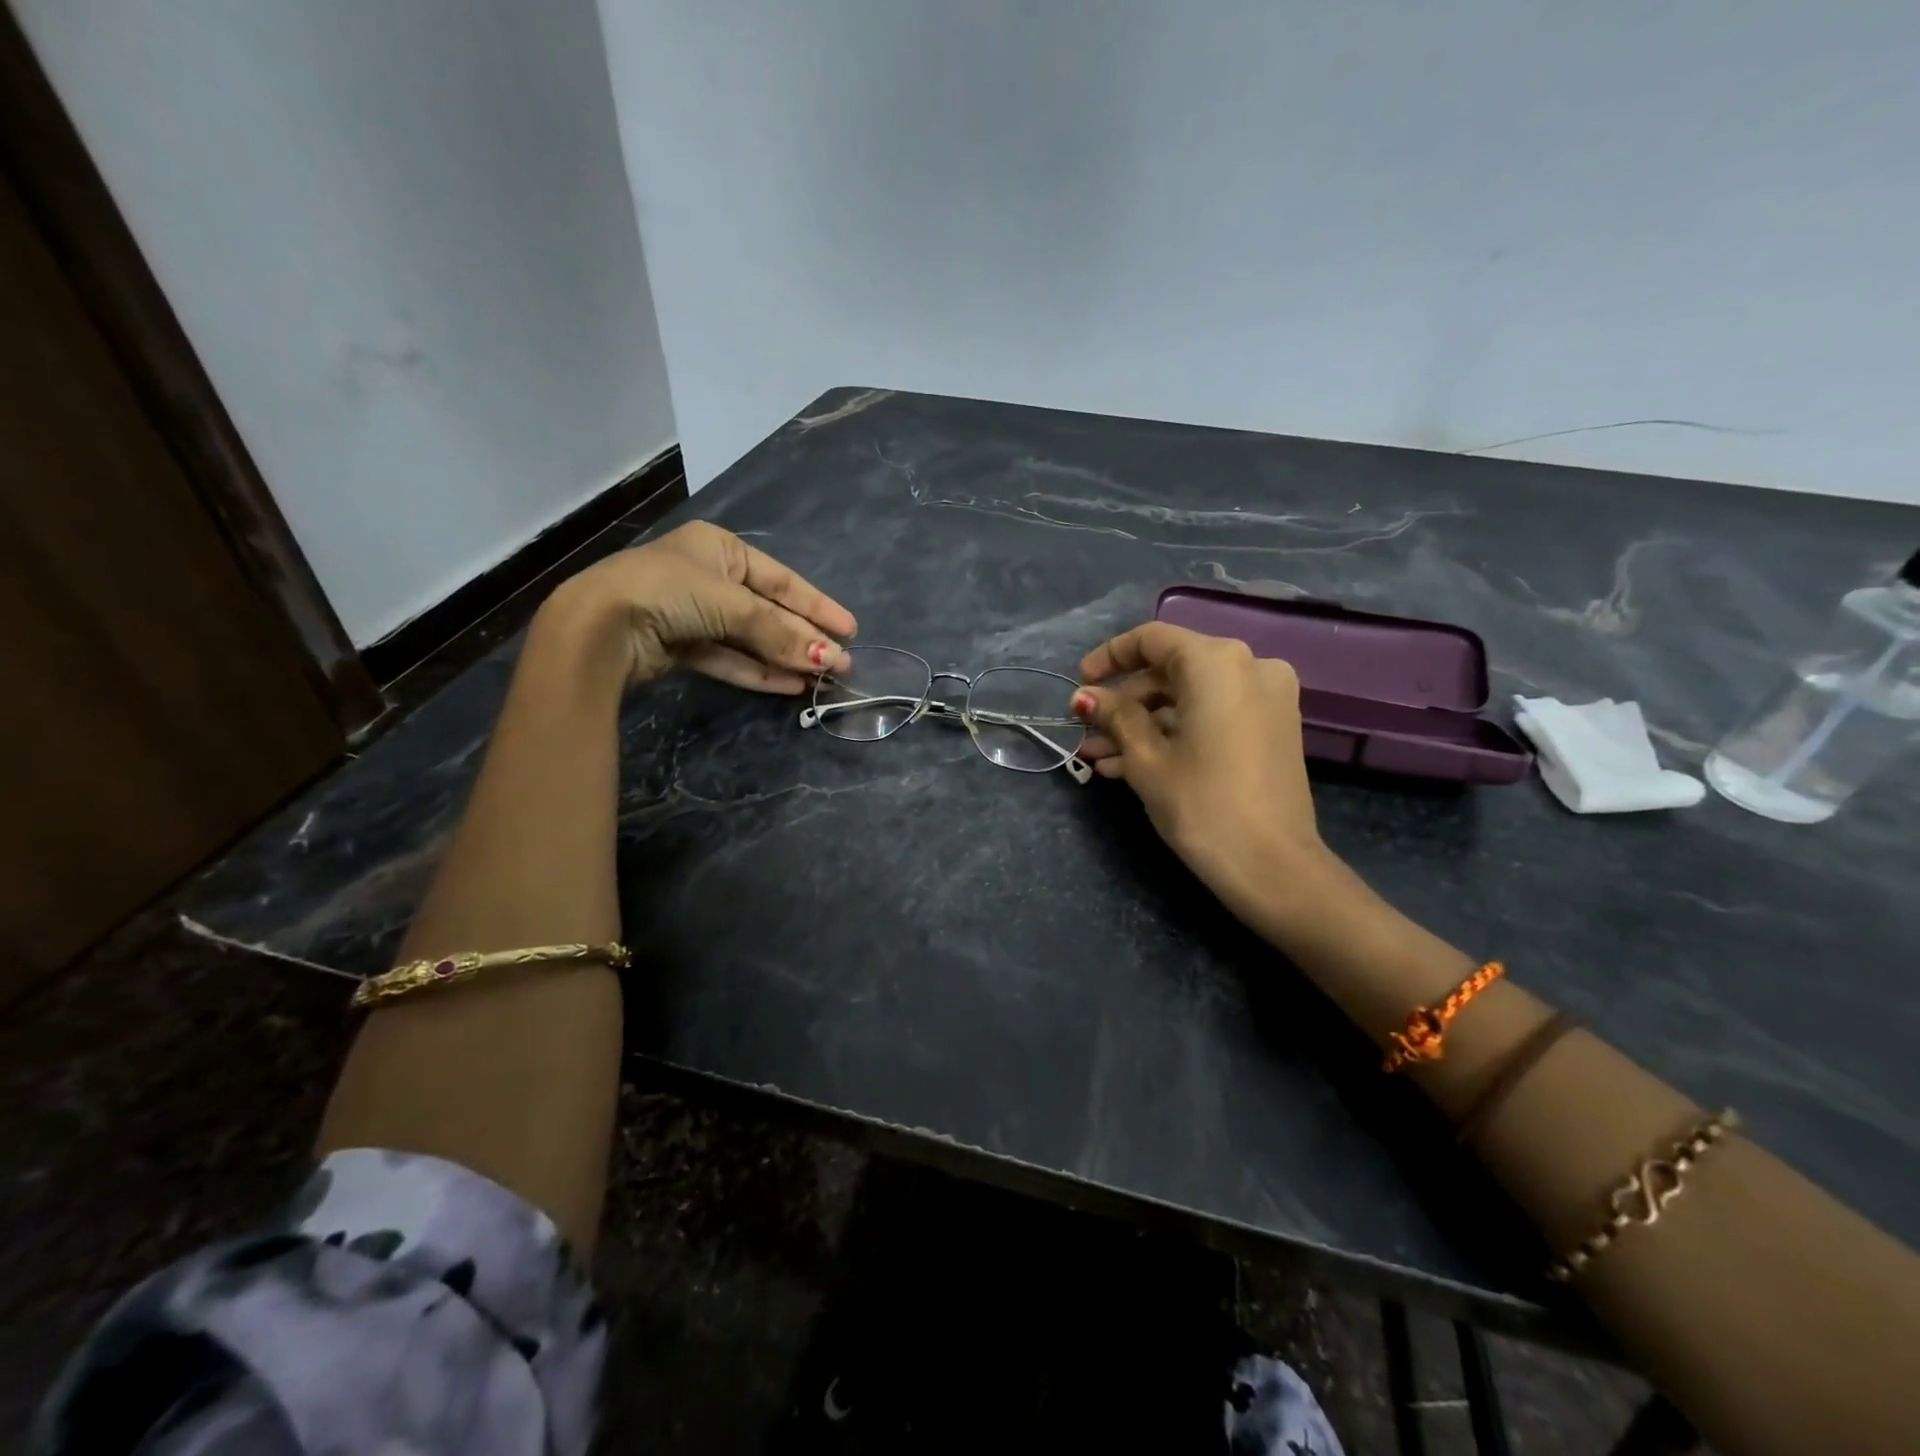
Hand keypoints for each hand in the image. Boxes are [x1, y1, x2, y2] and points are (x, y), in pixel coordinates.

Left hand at [543, 521, 856, 691]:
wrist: (599, 627)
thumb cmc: (669, 592)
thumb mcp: (731, 604)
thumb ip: (779, 632)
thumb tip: (829, 657)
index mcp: (720, 549)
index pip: (781, 580)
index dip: (817, 606)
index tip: (850, 630)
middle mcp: (708, 577)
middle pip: (769, 611)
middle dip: (804, 638)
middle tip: (842, 663)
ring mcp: (693, 613)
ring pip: (750, 638)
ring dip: (784, 659)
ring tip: (820, 679)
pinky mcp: (681, 647)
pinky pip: (729, 658)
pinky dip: (757, 672)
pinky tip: (789, 686)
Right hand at [1074, 622, 1332, 931]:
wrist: (1273, 866)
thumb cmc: (1201, 804)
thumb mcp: (1146, 758)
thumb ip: (1115, 716)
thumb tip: (1086, 697)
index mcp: (1217, 662)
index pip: (1152, 640)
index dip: (1109, 657)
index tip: (1080, 683)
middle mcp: (1249, 666)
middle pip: (1170, 672)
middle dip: (1123, 704)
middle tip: (1086, 733)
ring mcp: (1267, 698)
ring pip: (1189, 699)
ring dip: (1143, 725)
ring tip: (1098, 758)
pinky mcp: (1272, 728)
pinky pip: (1213, 716)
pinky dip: (1175, 733)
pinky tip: (1132, 765)